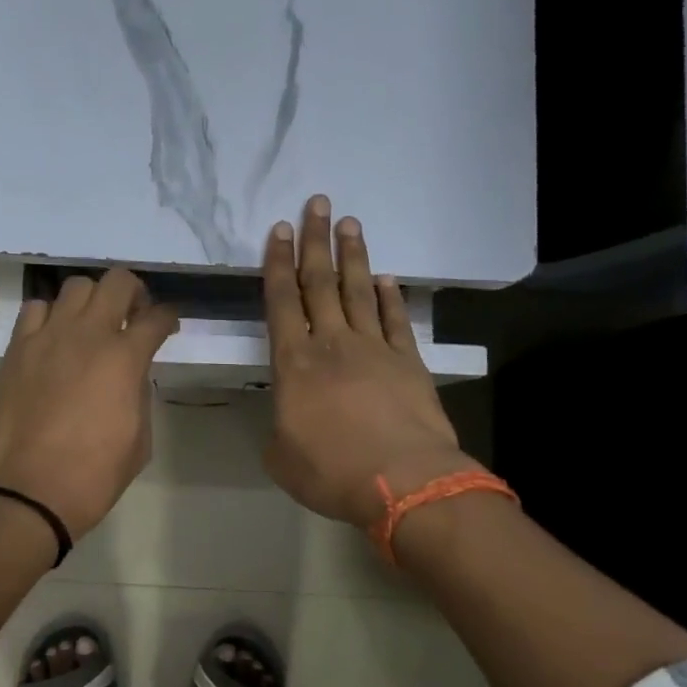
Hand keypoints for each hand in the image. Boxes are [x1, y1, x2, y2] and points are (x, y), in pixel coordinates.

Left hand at [0, 268, 179, 539]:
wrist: (30, 490)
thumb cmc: (94, 474)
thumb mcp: (139, 438)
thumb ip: (139, 394)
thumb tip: (131, 375)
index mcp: (125, 358)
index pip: (157, 317)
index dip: (168, 318)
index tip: (167, 326)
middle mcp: (88, 334)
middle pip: (118, 282)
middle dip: (133, 293)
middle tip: (132, 317)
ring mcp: (48, 336)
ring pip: (76, 287)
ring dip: (91, 301)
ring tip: (90, 325)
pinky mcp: (17, 348)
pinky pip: (36, 310)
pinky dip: (51, 316)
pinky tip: (54, 339)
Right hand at [262, 196, 482, 528]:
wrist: (404, 481)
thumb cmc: (332, 471)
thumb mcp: (282, 457)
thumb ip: (279, 429)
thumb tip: (288, 420)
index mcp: (294, 363)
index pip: (282, 301)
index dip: (278, 263)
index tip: (279, 230)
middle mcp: (333, 344)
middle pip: (320, 282)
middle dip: (315, 242)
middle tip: (317, 204)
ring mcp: (374, 349)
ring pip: (358, 291)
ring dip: (352, 256)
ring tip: (349, 223)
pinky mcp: (408, 362)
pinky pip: (395, 320)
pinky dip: (390, 297)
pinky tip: (386, 278)